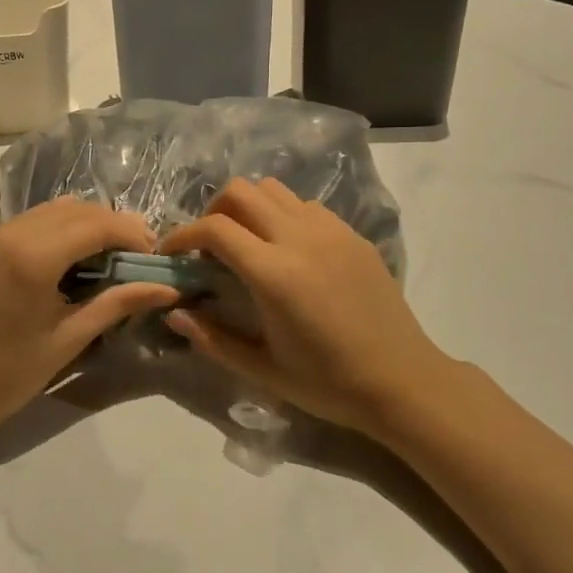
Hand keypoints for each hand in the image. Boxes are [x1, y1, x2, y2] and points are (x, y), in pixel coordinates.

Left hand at [0, 197, 178, 439]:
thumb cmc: (9, 374)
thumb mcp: (70, 338)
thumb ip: (118, 303)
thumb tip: (168, 288)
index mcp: (33, 256)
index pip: (97, 224)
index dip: (132, 234)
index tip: (155, 257)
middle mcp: (10, 233)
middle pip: (77, 209)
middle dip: (113, 226)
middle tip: (138, 258)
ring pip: (53, 210)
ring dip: (87, 224)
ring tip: (107, 259)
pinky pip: (31, 222)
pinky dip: (59, 230)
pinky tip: (70, 261)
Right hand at [159, 178, 452, 435]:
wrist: (402, 381)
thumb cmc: (328, 383)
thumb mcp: (262, 369)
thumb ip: (212, 338)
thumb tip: (174, 313)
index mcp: (274, 274)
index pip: (215, 228)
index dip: (182, 234)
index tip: (171, 253)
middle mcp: (300, 238)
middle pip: (241, 191)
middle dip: (213, 212)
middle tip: (208, 247)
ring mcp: (331, 231)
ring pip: (274, 189)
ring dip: (249, 208)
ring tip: (246, 243)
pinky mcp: (352, 234)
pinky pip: (305, 205)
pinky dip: (282, 215)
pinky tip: (286, 251)